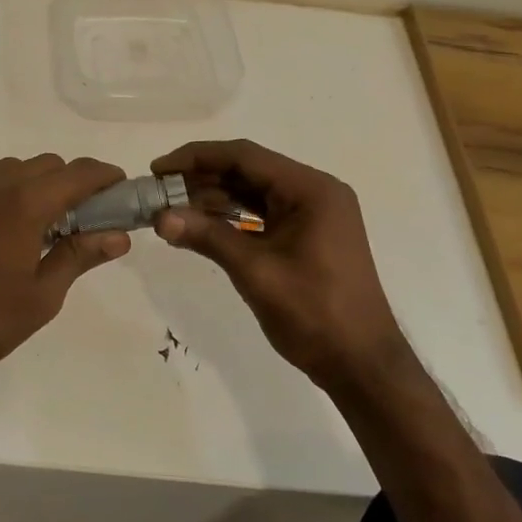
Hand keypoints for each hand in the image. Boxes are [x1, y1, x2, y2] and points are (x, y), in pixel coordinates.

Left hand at [0, 155, 131, 396]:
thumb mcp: (41, 298)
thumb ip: (80, 257)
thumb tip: (118, 236)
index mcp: (23, 205)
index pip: (76, 173)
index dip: (103, 175)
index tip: (118, 187)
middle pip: (43, 165)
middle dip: (68, 181)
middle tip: (78, 216)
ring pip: (6, 172)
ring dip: (30, 186)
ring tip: (33, 226)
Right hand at [150, 140, 414, 392]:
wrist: (362, 365)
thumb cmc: (315, 313)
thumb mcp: (256, 272)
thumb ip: (208, 237)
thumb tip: (160, 217)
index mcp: (311, 189)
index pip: (245, 156)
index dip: (197, 158)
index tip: (159, 168)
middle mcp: (314, 192)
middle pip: (249, 171)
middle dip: (202, 179)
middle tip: (159, 191)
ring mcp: (313, 214)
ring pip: (254, 192)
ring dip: (214, 198)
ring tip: (171, 209)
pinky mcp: (308, 235)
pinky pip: (263, 214)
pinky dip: (232, 217)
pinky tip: (200, 226)